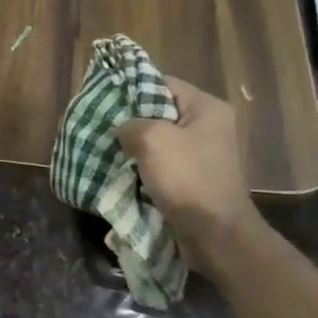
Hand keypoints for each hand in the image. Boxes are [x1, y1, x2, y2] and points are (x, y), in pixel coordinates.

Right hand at [116, 75, 256, 242]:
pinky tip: (123, 171)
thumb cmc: (187, 178)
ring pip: (159, 140)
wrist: (215, 234)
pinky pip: (163, 163)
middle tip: (103, 126)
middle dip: (131, 121)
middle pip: (160, 112)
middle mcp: (209, 126)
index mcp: (207, 108)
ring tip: (108, 149)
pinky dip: (145, 167)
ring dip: (136, 147)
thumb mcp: (151, 139)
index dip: (133, 89)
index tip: (106, 100)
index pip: (163, 83)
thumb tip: (123, 128)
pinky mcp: (195, 178)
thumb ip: (130, 123)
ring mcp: (203, 154)